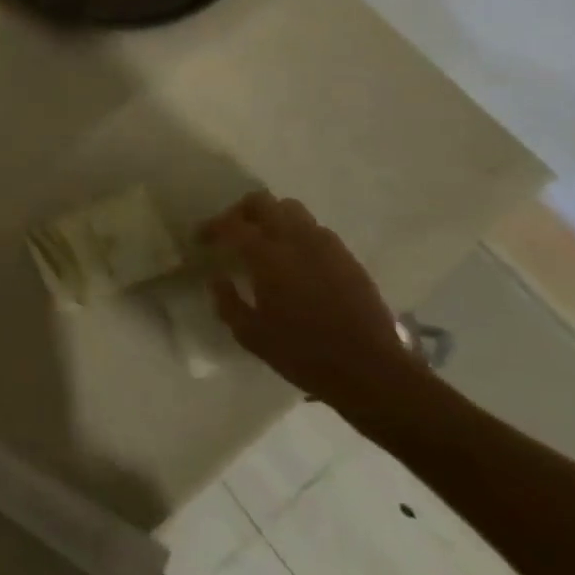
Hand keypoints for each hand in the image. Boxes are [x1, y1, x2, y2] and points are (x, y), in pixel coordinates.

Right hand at [202, 192, 421, 406]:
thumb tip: (217, 278)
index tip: (201, 239)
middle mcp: (295, 239)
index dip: (211, 227)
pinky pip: (316, 230)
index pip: (231, 225)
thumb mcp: (252, 336)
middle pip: (263, 202)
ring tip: (264, 242)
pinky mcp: (347, 257)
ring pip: (292, 210)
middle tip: (232, 232)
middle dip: (241, 212)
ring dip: (272, 218)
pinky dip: (298, 234)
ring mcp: (326, 245)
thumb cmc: (305, 355)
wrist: (372, 373)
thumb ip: (227, 302)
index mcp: (267, 256)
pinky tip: (296, 260)